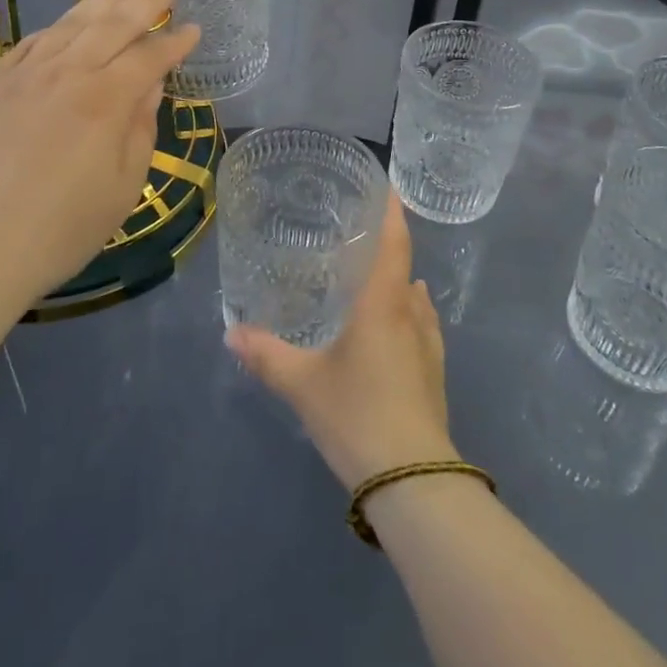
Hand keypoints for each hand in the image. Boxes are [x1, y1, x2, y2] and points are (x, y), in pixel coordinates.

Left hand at [0, 0, 198, 306]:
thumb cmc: (62, 229)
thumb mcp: (124, 186)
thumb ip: (141, 127)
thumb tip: (150, 84)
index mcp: (105, 100)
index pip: (150, 56)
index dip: (175, 41)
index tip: (193, 29)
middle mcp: (67, 73)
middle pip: (113, 24)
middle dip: (146, 1)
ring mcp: (24, 75)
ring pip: (71, 23)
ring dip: (103, 1)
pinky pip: (32, 42)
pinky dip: (59, 26)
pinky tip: (70, 22)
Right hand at [226, 194, 455, 488]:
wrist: (414, 481)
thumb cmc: (358, 414)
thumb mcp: (303, 384)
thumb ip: (266, 355)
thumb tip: (231, 332)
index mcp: (384, 303)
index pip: (394, 242)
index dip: (391, 211)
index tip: (386, 185)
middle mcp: (411, 314)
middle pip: (405, 268)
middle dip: (388, 247)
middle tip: (360, 234)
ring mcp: (429, 347)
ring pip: (416, 300)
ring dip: (400, 283)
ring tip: (374, 277)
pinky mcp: (435, 376)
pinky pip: (422, 328)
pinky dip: (407, 315)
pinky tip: (395, 327)